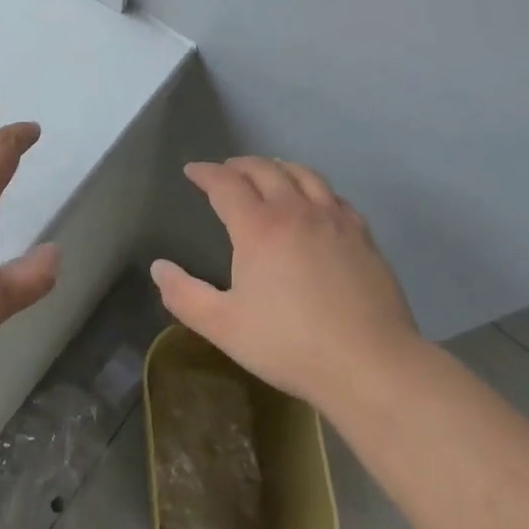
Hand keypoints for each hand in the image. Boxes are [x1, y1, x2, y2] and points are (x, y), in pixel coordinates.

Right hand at [151, 157, 419, 409]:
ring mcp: (333, 220)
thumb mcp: (223, 327)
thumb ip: (184, 295)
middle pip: (264, 170)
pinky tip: (315, 202)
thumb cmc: (289, 345)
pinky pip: (334, 196)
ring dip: (278, 167)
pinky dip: (314, 188)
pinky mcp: (362, 235)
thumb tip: (158, 267)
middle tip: (226, 169)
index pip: (225, 184)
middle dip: (239, 165)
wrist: (370, 364)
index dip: (205, 173)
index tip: (192, 171)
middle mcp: (295, 211)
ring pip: (303, 175)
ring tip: (269, 172)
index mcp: (258, 227)